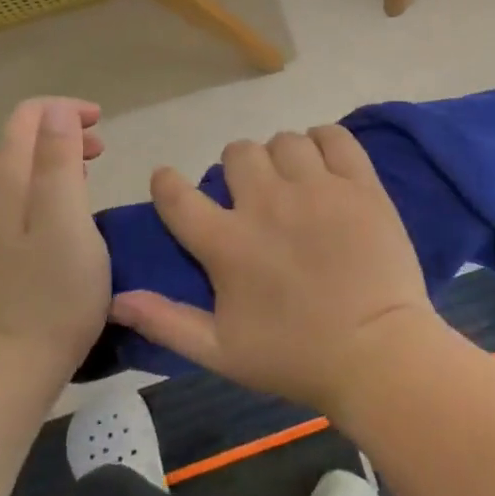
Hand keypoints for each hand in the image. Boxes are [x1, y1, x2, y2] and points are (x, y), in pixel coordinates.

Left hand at [0, 98, 109, 372]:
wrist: (9, 364)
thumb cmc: (51, 290)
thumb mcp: (66, 218)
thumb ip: (59, 159)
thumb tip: (57, 110)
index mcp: (5, 179)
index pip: (28, 116)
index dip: (65, 110)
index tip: (103, 125)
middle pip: (23, 141)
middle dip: (63, 133)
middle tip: (103, 151)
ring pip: (23, 171)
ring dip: (58, 161)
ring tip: (92, 176)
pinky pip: (22, 199)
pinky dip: (49, 189)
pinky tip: (71, 214)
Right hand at [109, 126, 438, 413]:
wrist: (377, 353)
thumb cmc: (296, 358)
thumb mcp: (220, 351)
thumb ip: (166, 321)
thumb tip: (117, 299)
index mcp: (227, 243)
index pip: (177, 195)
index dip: (167, 182)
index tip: (170, 182)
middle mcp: (267, 203)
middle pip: (237, 153)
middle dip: (236, 169)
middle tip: (252, 194)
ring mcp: (317, 189)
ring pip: (285, 141)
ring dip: (280, 156)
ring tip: (292, 180)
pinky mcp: (360, 184)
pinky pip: (335, 138)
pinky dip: (324, 141)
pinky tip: (324, 162)